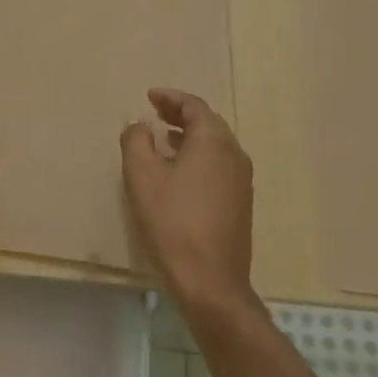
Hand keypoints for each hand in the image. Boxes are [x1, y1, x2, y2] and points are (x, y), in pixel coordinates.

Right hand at [120, 88, 254, 315]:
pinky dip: (199, 155)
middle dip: (181, 114)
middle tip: (156, 112)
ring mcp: (241, 180)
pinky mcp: (240, 202)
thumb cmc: (173, 222)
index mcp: (213, 141)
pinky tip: (180, 171)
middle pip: (208, 122)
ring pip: (215, 144)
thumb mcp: (142, 177)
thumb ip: (136, 141)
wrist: (211, 281)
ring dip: (190, 135)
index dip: (170, 97)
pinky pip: (219, 164)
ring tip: (164, 138)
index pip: (194, 106)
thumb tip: (140, 125)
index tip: (150, 96)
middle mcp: (234, 154)